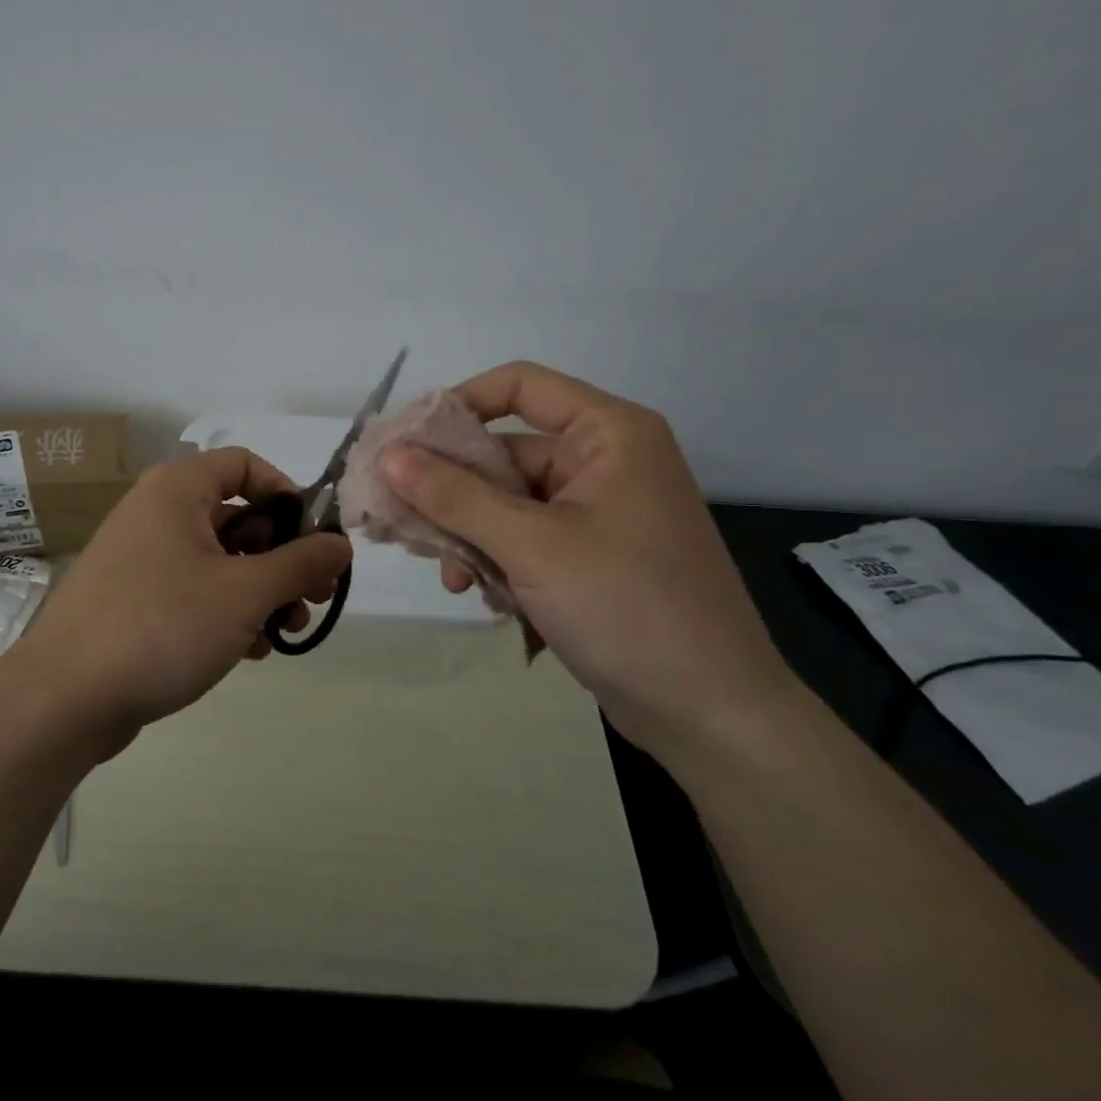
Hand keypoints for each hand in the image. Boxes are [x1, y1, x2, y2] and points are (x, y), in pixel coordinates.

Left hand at [16, 447, 351, 750]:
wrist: (64, 698)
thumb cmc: (162, 626)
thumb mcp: (245, 592)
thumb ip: (301, 563)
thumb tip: (342, 543)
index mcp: (177, 490)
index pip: (245, 464)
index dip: (287, 495)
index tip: (315, 539)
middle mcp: (156, 512)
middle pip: (237, 517)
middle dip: (282, 557)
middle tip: (312, 597)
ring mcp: (141, 558)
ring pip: (219, 559)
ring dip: (260, 591)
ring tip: (286, 631)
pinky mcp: (133, 599)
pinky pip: (193, 590)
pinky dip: (226, 611)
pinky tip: (248, 650)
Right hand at [380, 362, 794, 761]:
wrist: (710, 713)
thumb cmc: (626, 606)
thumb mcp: (531, 545)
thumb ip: (454, 496)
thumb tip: (389, 455)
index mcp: (607, 434)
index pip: (519, 386)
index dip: (457, 405)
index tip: (404, 443)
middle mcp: (603, 462)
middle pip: (504, 452)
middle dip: (450, 489)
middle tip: (396, 517)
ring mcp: (597, 513)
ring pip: (506, 502)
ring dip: (468, 534)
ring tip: (448, 575)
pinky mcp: (589, 558)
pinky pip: (523, 539)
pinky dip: (496, 561)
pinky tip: (480, 595)